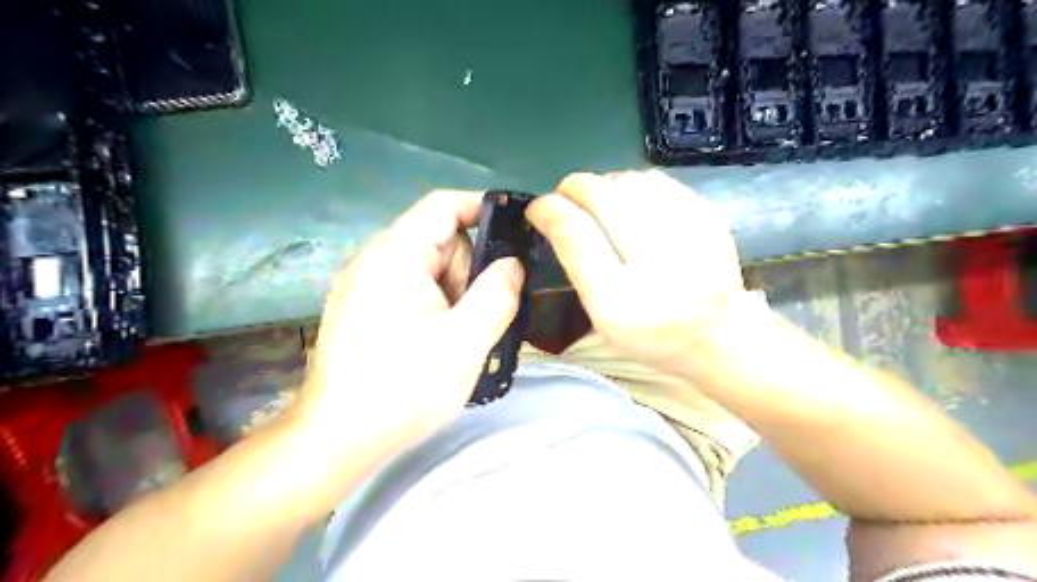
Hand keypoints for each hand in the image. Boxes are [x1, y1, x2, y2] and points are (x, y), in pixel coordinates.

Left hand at [291, 191, 522, 458]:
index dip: (482, 208)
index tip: (515, 235)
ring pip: (425, 267)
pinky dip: (432, 304)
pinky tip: (434, 341)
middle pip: (436, 238)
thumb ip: (498, 294)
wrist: (337, 438)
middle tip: (475, 315)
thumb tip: (512, 264)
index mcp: (396, 255)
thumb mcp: (466, 340)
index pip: (443, 205)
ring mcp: (362, 285)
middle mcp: (373, 259)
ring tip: (454, 336)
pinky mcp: (359, 308)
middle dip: (467, 268)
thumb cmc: (405, 387)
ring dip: (451, 291)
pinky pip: (408, 288)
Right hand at [528, 171, 745, 374]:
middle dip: (573, 187)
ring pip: (629, 181)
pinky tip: (631, 202)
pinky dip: (633, 184)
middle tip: (566, 196)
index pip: (575, 233)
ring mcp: (688, 235)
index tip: (538, 207)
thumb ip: (578, 266)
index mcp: (619, 299)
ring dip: (603, 184)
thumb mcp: (602, 317)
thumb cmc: (650, 335)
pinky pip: (657, 181)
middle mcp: (653, 263)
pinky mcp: (709, 218)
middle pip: (602, 196)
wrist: (718, 336)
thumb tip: (555, 213)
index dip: (549, 210)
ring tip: (598, 200)